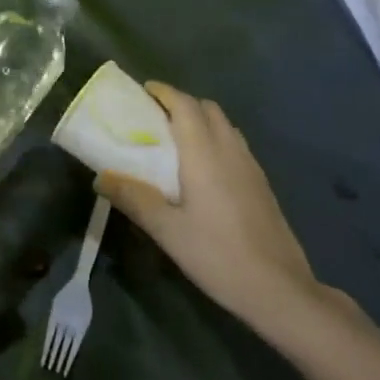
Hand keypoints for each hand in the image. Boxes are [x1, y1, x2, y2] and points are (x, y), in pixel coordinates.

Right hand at [95, 84, 327, 329]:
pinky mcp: (261, 183)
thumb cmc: (218, 255)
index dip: (165, 92)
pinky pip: (235, 144)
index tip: (144, 91)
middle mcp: (230, 149)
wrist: (279, 288)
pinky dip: (216, 139)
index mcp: (204, 153)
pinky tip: (204, 170)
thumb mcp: (167, 231)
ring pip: (224, 125)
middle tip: (156, 118)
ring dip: (201, 121)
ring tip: (177, 141)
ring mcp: (250, 165)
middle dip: (182, 104)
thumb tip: (101, 177)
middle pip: (207, 108)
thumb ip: (134, 199)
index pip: (185, 105)